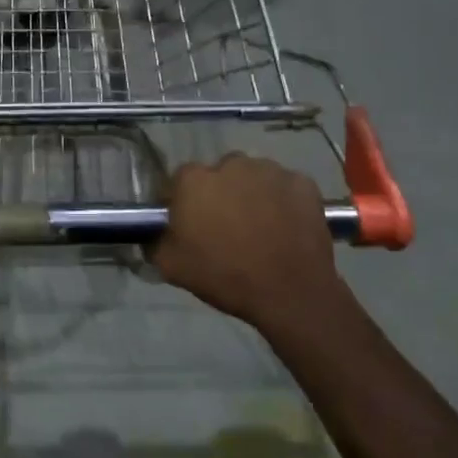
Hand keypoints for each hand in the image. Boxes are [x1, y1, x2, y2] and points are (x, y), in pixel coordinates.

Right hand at [152, 155, 341, 327]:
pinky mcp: (303, 182)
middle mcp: (231, 164)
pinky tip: (285, 227)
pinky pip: (285, 187)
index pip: (181, 181)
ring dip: (252, 194)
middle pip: (219, 174)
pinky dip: (283, 201)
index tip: (190, 223)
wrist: (290, 293)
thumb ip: (155, 241)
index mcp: (195, 180)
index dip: (184, 201)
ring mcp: (271, 170)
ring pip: (254, 177)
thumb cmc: (225, 276)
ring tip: (260, 227)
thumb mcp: (171, 267)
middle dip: (220, 194)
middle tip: (227, 227)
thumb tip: (154, 231)